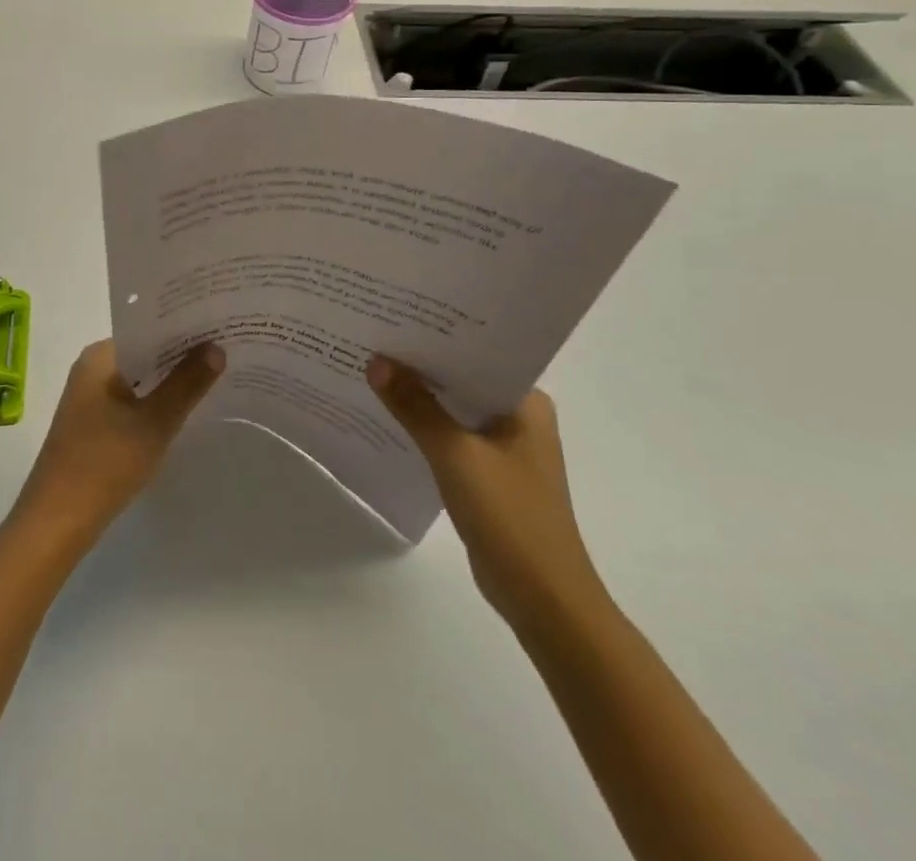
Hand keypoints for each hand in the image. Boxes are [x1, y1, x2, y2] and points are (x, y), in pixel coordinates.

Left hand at [12, 339, 223, 547]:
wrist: (57, 522)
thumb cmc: (104, 463)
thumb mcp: (154, 422)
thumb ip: (187, 383)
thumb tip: (217, 346)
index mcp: (99, 357)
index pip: (148, 329)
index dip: (184, 328)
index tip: (220, 326)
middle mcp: (92, 369)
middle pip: (145, 353)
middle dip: (181, 354)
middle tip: (227, 349)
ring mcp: (90, 398)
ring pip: (140, 379)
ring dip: (170, 380)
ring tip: (216, 375)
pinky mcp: (94, 424)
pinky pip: (132, 401)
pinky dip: (156, 401)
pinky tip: (184, 409)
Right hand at [367, 355, 608, 634]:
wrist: (542, 599)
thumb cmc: (509, 517)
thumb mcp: (455, 455)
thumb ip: (415, 407)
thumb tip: (376, 362)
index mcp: (526, 403)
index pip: (477, 353)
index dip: (436, 335)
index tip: (396, 316)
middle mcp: (519, 417)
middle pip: (462, 379)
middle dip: (421, 364)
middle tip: (375, 336)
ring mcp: (505, 447)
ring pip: (454, 408)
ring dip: (421, 396)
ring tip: (373, 368)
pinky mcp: (489, 474)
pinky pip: (451, 436)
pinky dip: (425, 426)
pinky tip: (389, 416)